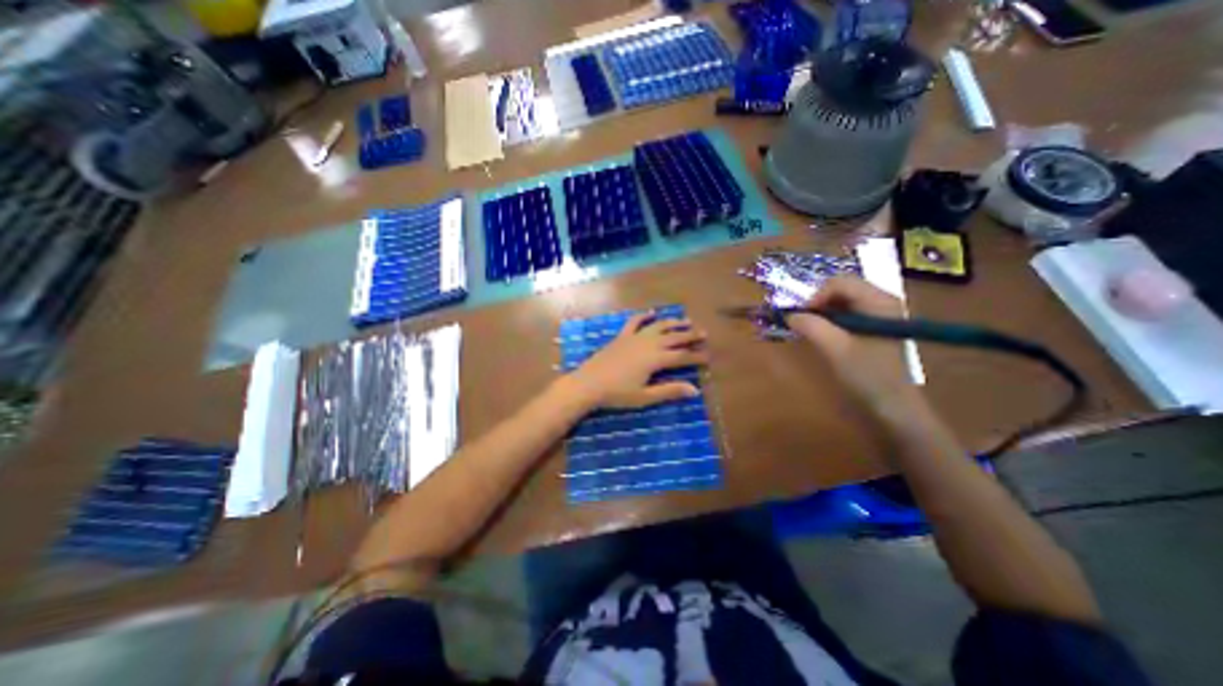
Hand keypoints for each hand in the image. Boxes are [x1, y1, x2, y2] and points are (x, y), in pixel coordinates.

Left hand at [570, 313, 712, 409]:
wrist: (588, 384)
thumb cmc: (617, 394)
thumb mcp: (645, 397)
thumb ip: (669, 391)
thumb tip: (694, 390)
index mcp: (655, 359)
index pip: (682, 356)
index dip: (696, 356)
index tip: (708, 356)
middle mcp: (648, 344)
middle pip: (674, 337)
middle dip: (690, 335)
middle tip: (704, 333)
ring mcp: (634, 338)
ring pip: (658, 326)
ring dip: (673, 322)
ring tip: (686, 320)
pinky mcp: (621, 337)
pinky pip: (634, 322)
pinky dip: (644, 316)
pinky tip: (652, 313)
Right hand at [784, 273, 918, 408]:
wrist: (893, 407)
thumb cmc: (867, 377)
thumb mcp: (836, 350)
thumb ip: (812, 327)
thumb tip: (789, 314)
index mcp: (879, 301)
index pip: (839, 282)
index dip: (816, 296)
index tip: (801, 317)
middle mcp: (882, 300)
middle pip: (841, 287)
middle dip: (817, 302)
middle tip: (804, 322)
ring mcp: (879, 312)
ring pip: (841, 299)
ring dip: (821, 311)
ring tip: (811, 329)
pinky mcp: (873, 325)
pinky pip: (846, 312)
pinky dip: (829, 319)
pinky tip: (824, 334)